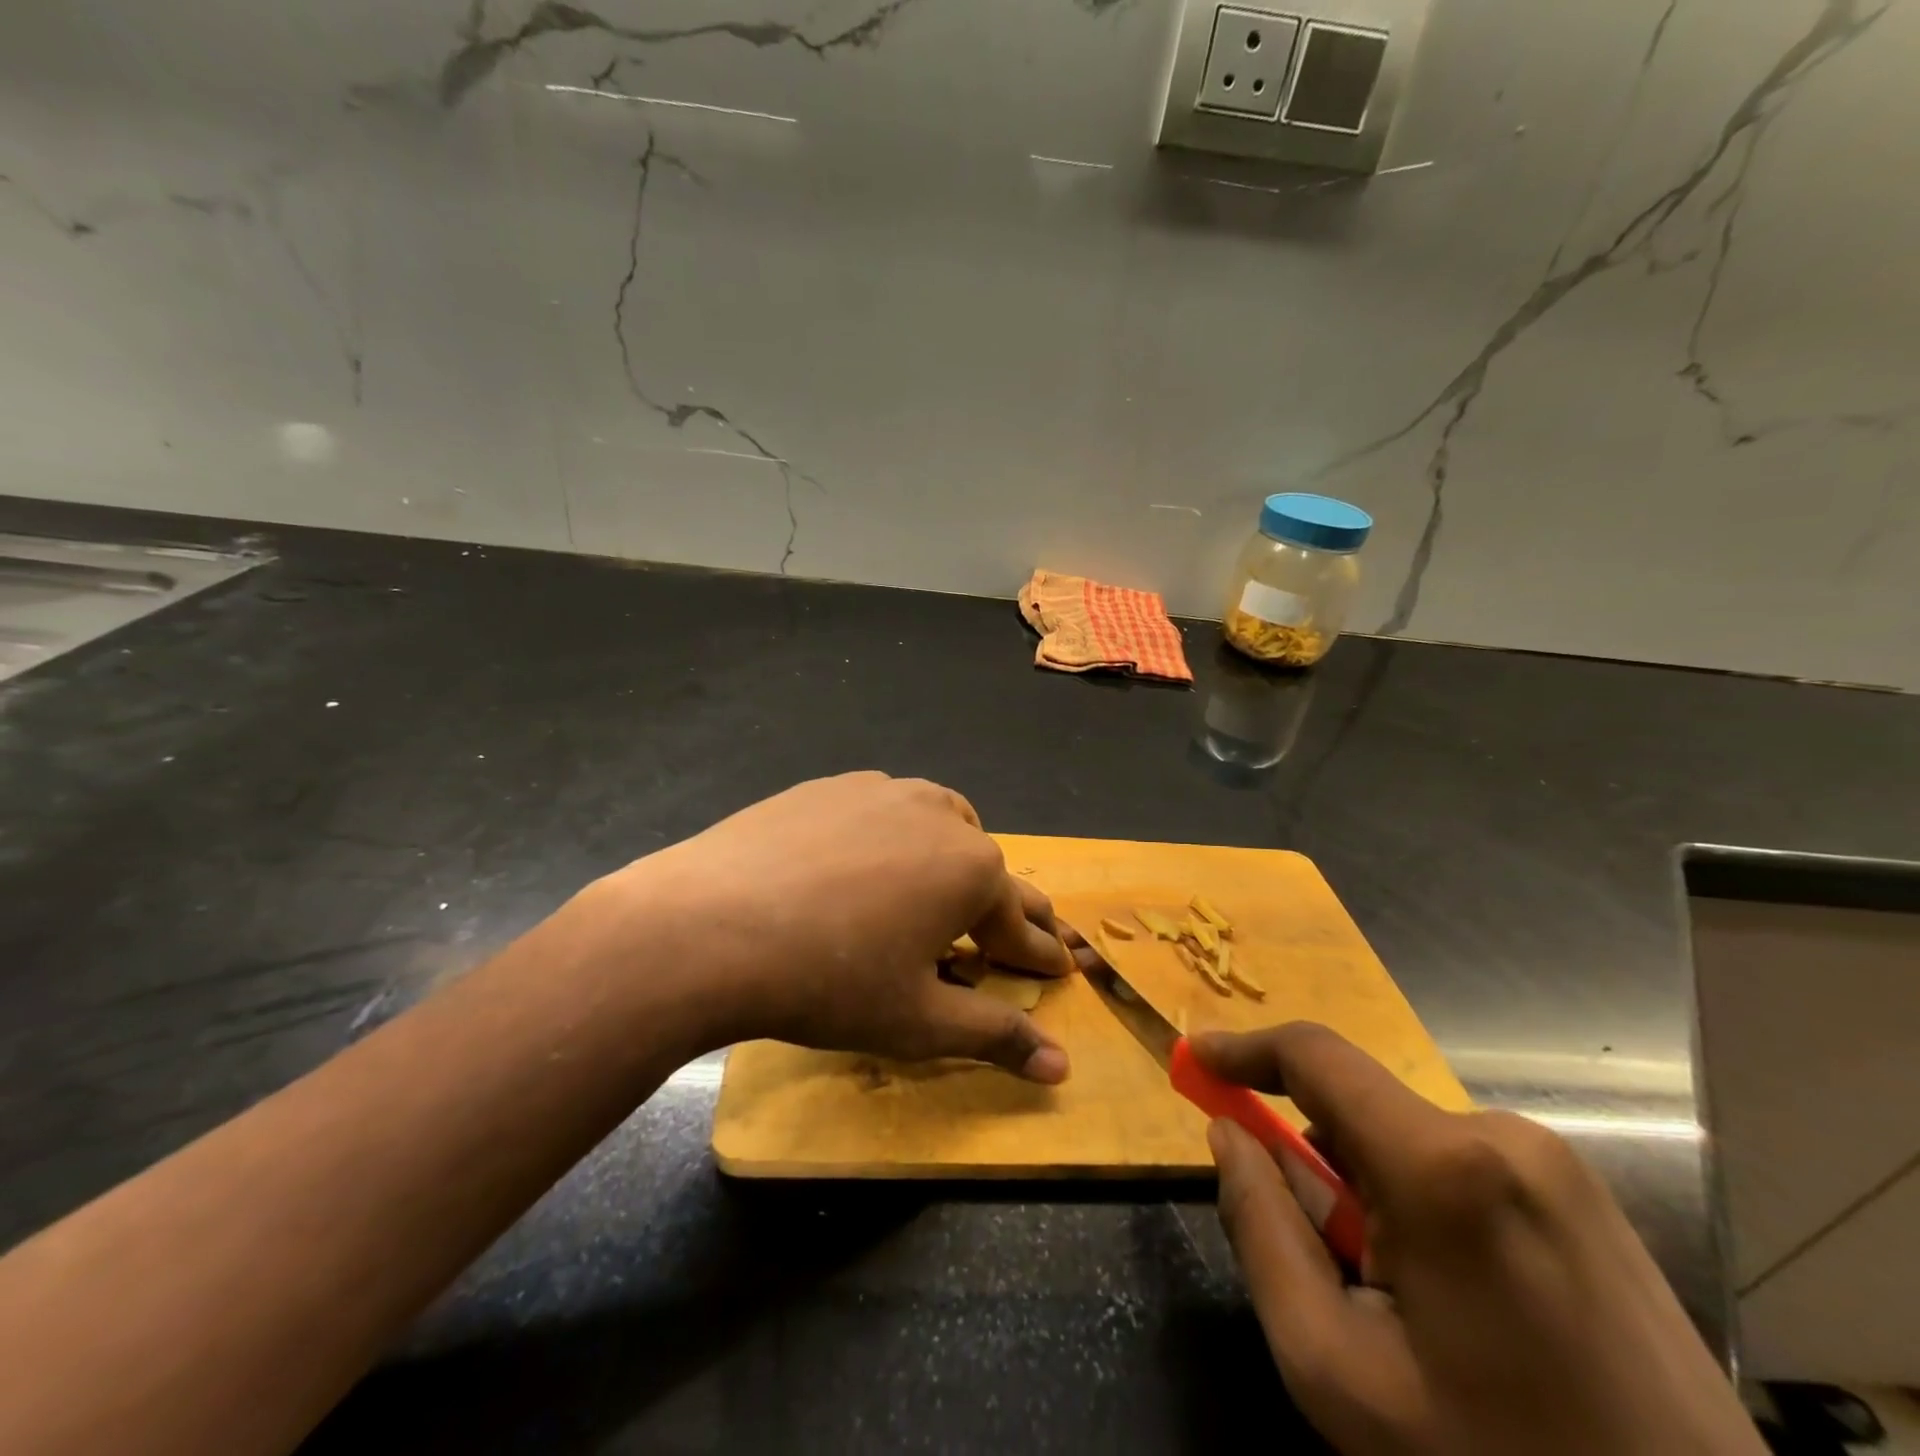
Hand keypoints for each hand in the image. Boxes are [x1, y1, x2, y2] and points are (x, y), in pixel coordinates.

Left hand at [589, 772, 1073, 1079]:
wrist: (708, 927)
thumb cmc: (830, 982)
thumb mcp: (919, 1021)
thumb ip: (995, 1036)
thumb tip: (1062, 1068)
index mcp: (973, 871)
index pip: (1020, 925)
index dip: (1038, 955)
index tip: (1057, 969)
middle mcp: (941, 816)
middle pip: (987, 869)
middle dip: (1004, 907)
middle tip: (1013, 934)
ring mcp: (885, 792)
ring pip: (941, 823)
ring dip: (953, 858)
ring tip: (943, 888)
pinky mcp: (834, 785)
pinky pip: (886, 809)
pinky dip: (895, 835)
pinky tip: (868, 860)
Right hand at [1192, 1023, 1764, 1455]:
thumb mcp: (1337, 1369)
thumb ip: (1261, 1231)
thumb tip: (1229, 1136)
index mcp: (1443, 1165)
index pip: (1314, 1056)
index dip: (1244, 1049)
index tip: (1195, 1060)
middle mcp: (1502, 1135)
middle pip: (1358, 1110)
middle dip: (1315, 1161)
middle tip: (1323, 1260)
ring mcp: (1555, 1163)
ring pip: (1405, 1141)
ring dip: (1370, 1192)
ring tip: (1403, 1303)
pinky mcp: (1583, 1194)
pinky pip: (1458, 1164)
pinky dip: (1420, 1203)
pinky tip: (1458, 1302)